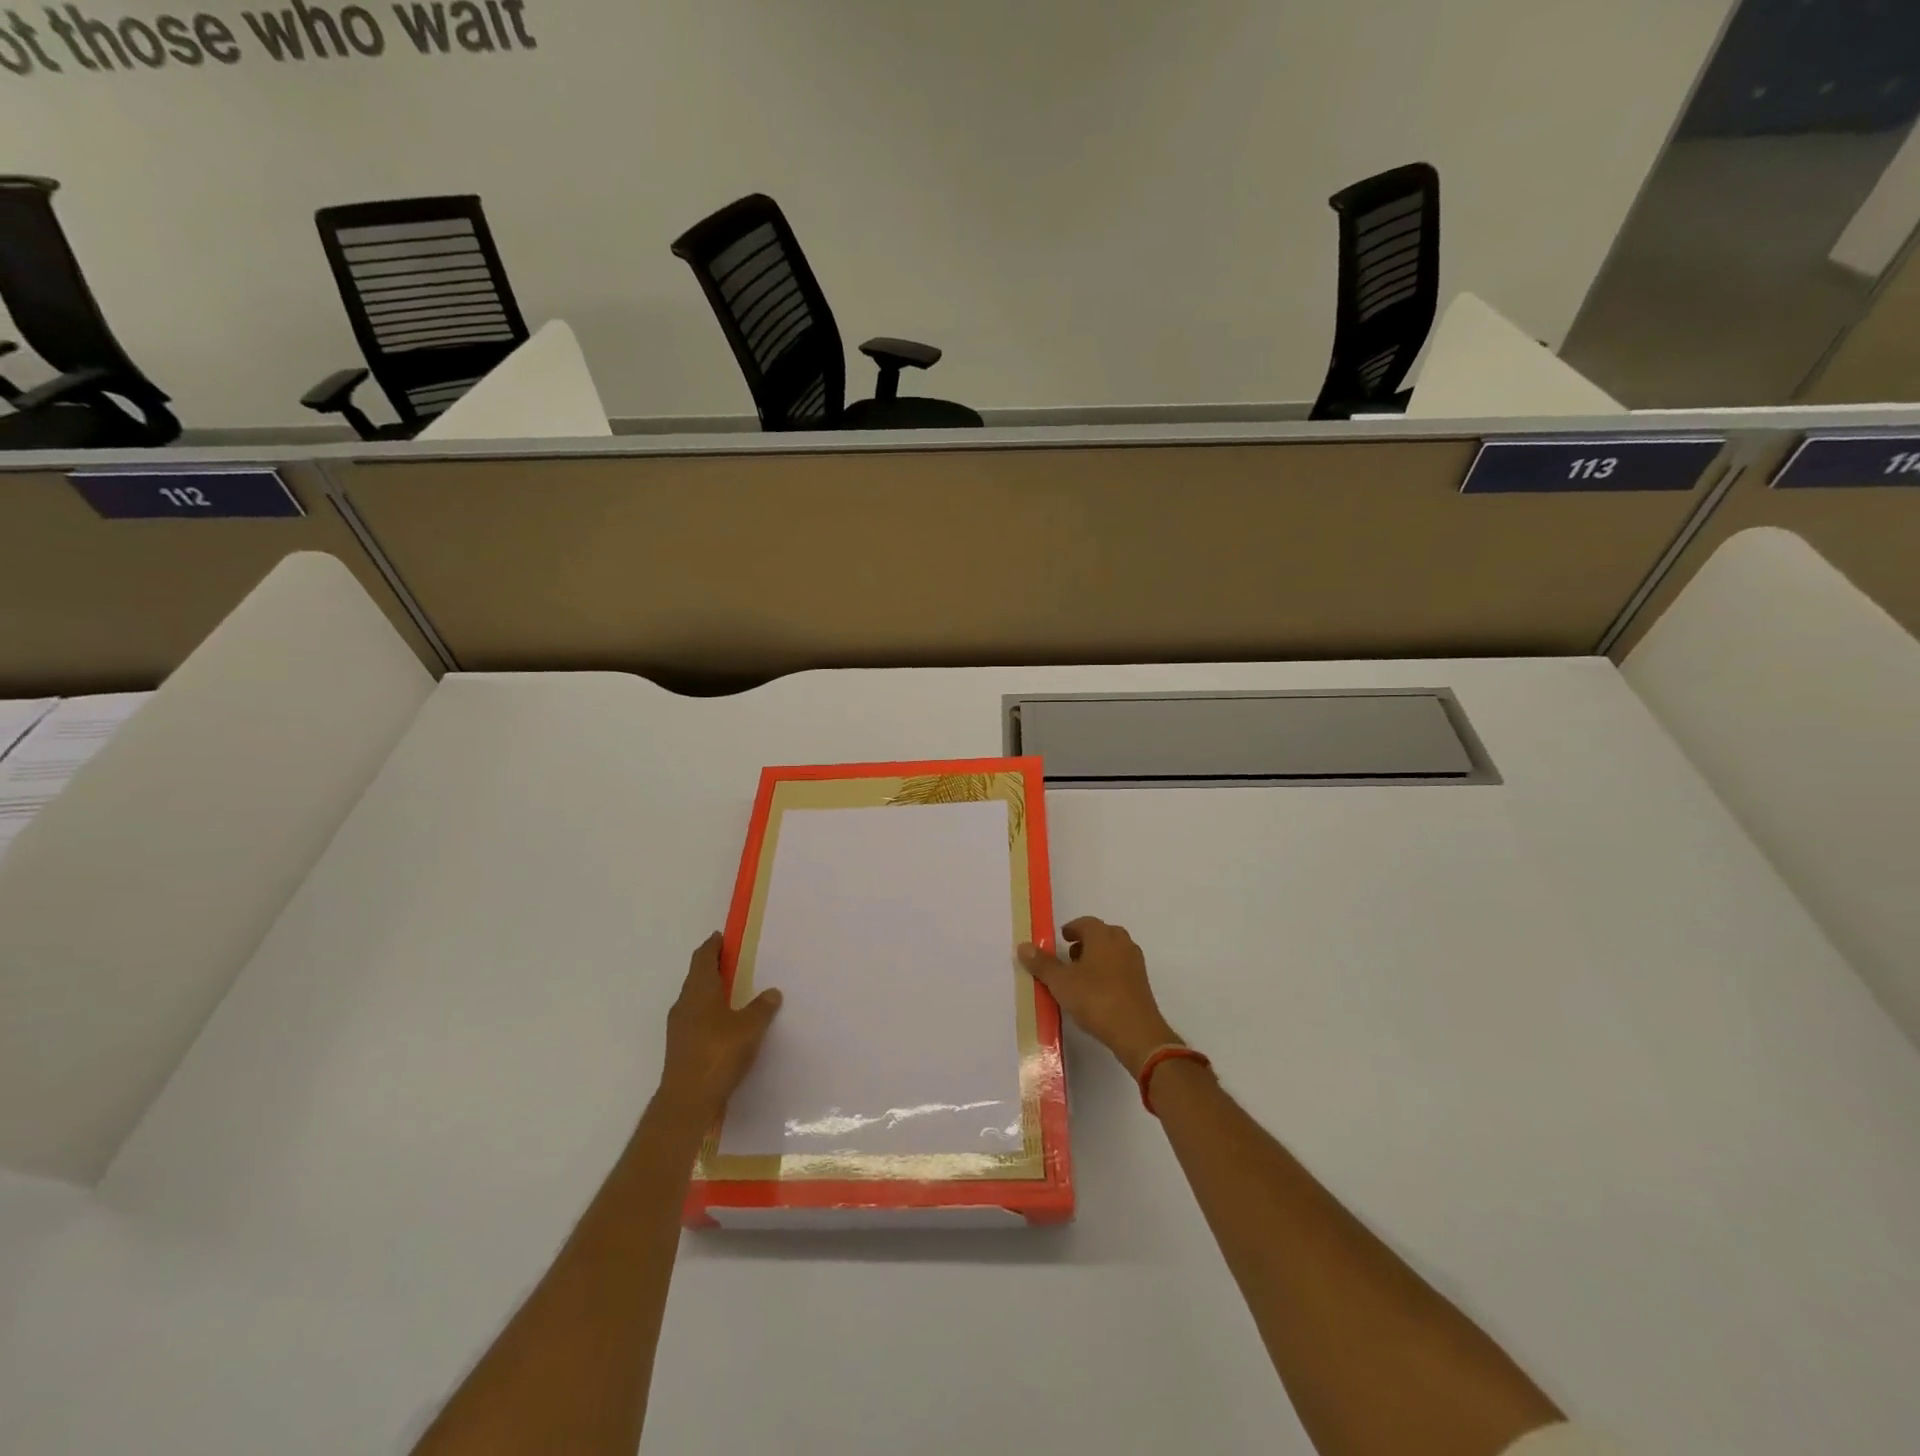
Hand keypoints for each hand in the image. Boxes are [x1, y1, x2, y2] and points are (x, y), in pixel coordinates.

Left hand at [656, 932, 782, 1121]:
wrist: (687, 1100)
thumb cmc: (718, 1053)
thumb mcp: (749, 1027)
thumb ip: (761, 1008)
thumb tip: (771, 993)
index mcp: (699, 990)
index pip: (703, 957)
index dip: (712, 945)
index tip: (722, 937)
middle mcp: (685, 1003)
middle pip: (697, 976)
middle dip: (713, 966)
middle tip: (734, 960)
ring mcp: (679, 1027)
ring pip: (695, 998)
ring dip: (711, 990)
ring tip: (734, 990)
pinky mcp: (680, 1047)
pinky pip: (696, 1018)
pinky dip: (709, 1011)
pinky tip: (725, 1022)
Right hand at [1018, 917, 1180, 1077]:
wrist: (1137, 1032)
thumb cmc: (1096, 999)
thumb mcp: (1061, 982)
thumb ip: (1042, 964)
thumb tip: (1024, 946)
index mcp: (1103, 935)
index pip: (1085, 923)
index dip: (1071, 930)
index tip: (1060, 940)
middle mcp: (1122, 942)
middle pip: (1100, 935)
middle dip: (1084, 943)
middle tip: (1068, 958)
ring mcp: (1135, 963)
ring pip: (1112, 952)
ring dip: (1096, 959)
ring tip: (1079, 978)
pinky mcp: (1141, 983)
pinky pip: (1120, 969)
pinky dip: (1107, 973)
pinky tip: (1096, 993)